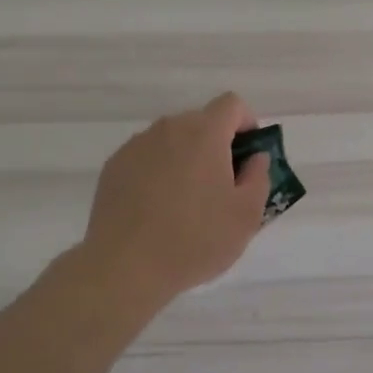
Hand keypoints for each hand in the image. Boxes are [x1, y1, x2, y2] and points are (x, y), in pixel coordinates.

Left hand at [80, 91, 271, 309]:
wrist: (124, 267)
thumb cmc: (195, 239)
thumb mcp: (246, 215)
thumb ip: (259, 177)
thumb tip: (255, 158)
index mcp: (205, 133)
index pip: (232, 104)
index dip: (246, 124)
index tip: (248, 157)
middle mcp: (169, 128)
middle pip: (201, 122)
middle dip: (217, 145)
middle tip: (222, 187)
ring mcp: (137, 146)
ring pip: (172, 140)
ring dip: (186, 158)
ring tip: (186, 202)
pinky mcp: (114, 167)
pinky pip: (147, 158)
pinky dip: (159, 172)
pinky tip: (157, 209)